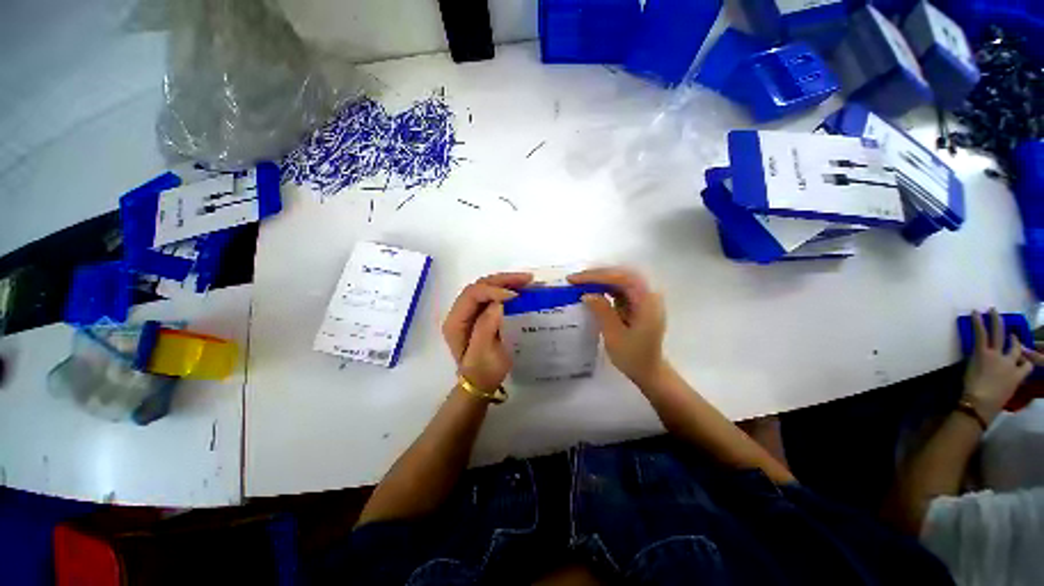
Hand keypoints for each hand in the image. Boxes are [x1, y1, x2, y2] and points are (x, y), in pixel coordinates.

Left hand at [443, 272, 532, 390]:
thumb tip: (498, 303)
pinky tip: (521, 288)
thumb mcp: (483, 354)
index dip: (492, 290)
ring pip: (487, 287)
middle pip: (479, 286)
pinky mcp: (482, 314)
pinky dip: (507, 289)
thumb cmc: (482, 372)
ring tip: (527, 280)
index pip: (471, 295)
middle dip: (502, 280)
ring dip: (506, 281)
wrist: (481, 383)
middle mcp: (461, 312)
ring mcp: (472, 312)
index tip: (514, 295)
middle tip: (526, 279)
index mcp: (456, 321)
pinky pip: (493, 296)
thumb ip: (486, 327)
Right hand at [568, 267, 666, 386]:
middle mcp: (648, 295)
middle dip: (598, 274)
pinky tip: (592, 290)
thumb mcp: (614, 336)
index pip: (622, 279)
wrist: (649, 371)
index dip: (598, 276)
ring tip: (580, 282)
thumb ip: (602, 311)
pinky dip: (605, 287)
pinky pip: (620, 288)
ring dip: (600, 279)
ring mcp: (643, 298)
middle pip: (622, 275)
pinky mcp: (637, 303)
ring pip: (620, 279)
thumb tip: (586, 294)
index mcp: (647, 302)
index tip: (577, 280)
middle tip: (575, 279)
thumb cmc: (633, 357)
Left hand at [963, 309, 1033, 422]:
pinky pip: (981, 334)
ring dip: (996, 321)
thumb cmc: (992, 404)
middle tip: (1012, 332)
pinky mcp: (983, 353)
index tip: (1023, 357)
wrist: (982, 403)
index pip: (1027, 366)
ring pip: (999, 334)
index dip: (1025, 361)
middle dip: (1014, 339)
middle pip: (1015, 348)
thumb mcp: (1006, 395)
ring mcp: (997, 356)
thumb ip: (1007, 385)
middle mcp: (1010, 363)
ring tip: (993, 311)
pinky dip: (978, 322)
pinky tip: (975, 312)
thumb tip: (1001, 383)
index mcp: (1018, 377)